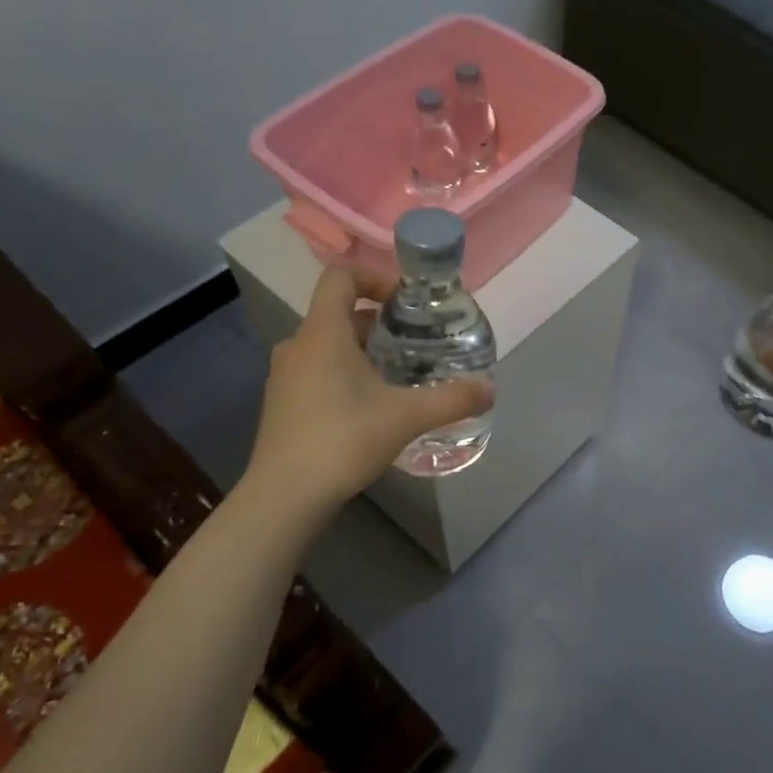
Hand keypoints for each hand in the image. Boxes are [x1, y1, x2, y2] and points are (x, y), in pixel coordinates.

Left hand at [247, 265, 493, 504]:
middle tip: (414, 343)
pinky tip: (370, 408)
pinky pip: (317, 371)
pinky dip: (345, 375)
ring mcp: (285, 376)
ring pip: (328, 345)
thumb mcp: (407, 417)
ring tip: (398, 376)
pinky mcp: (283, 403)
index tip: (406, 302)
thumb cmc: (344, 439)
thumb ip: (452, 400)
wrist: (285, 495)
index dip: (375, 277)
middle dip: (379, 322)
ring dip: (363, 351)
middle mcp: (298, 345)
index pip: (341, 277)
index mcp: (323, 333)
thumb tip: (489, 389)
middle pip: (339, 313)